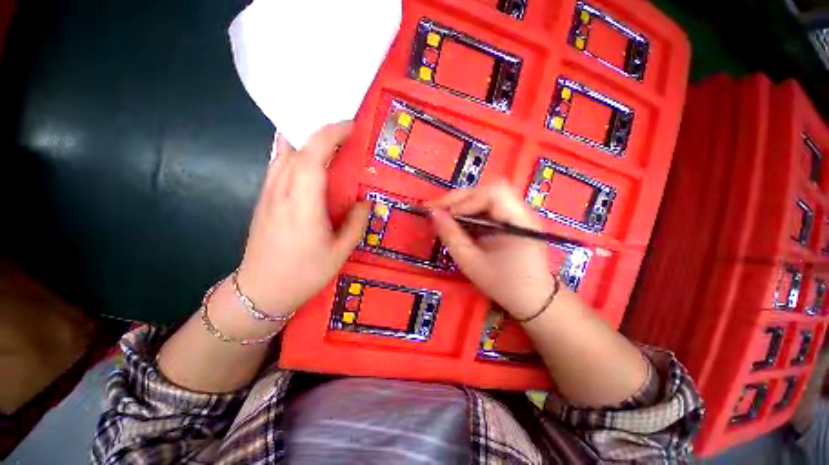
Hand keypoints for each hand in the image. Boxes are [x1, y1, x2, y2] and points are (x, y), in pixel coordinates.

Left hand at [236, 122, 368, 315]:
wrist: (260, 292)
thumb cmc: (304, 274)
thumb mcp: (339, 253)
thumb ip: (355, 224)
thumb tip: (364, 203)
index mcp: (302, 205)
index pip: (312, 157)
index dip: (330, 135)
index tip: (350, 126)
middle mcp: (281, 192)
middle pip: (295, 148)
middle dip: (320, 132)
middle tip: (344, 134)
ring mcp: (268, 194)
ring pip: (282, 153)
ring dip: (304, 140)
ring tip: (328, 143)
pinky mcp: (263, 200)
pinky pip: (277, 165)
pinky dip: (293, 153)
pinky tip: (307, 161)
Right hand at [428, 182, 556, 319]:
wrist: (532, 298)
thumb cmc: (503, 284)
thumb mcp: (471, 263)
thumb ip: (451, 236)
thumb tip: (433, 213)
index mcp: (519, 222)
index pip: (493, 194)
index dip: (465, 200)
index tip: (443, 214)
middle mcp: (523, 211)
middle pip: (489, 189)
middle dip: (460, 197)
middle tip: (437, 208)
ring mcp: (520, 213)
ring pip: (488, 194)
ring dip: (464, 201)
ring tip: (446, 213)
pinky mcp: (514, 218)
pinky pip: (490, 205)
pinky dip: (471, 209)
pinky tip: (460, 219)